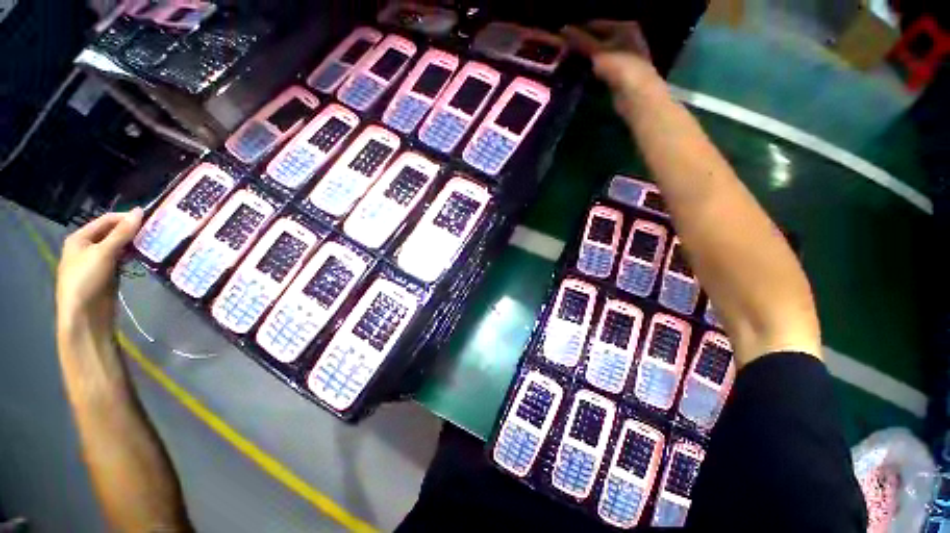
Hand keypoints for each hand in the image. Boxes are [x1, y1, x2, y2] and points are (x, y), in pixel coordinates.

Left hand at [56, 209, 142, 334]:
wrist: (84, 315)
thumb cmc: (86, 279)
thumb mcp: (104, 253)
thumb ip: (122, 233)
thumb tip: (139, 211)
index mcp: (80, 238)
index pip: (106, 220)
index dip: (126, 218)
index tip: (150, 219)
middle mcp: (87, 247)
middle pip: (112, 233)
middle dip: (131, 232)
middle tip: (155, 231)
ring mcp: (97, 262)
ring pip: (119, 247)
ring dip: (134, 245)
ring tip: (154, 242)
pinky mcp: (108, 274)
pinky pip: (121, 260)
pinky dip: (132, 257)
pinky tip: (145, 257)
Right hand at [561, 21, 662, 118]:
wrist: (636, 95)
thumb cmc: (620, 67)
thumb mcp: (598, 51)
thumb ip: (581, 41)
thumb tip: (563, 30)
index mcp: (623, 27)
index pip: (595, 25)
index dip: (577, 32)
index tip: (560, 40)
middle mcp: (626, 40)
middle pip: (597, 41)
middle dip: (580, 48)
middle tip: (562, 55)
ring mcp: (624, 59)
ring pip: (598, 56)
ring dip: (585, 61)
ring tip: (567, 67)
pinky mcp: (620, 76)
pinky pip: (600, 70)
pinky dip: (590, 73)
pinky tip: (580, 77)